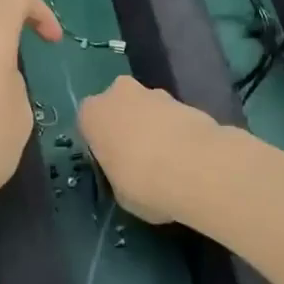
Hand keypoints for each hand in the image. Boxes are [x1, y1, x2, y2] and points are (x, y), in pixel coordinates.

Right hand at [78, 76, 225, 224]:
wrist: (195, 167)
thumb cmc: (142, 182)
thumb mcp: (118, 191)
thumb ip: (117, 173)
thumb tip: (127, 173)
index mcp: (92, 114)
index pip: (88, 124)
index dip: (101, 144)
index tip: (112, 163)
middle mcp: (118, 93)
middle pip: (118, 108)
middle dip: (127, 126)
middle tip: (138, 157)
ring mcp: (153, 92)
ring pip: (147, 109)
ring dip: (153, 127)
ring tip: (169, 160)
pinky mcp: (184, 99)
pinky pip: (172, 116)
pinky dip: (176, 131)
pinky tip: (187, 157)